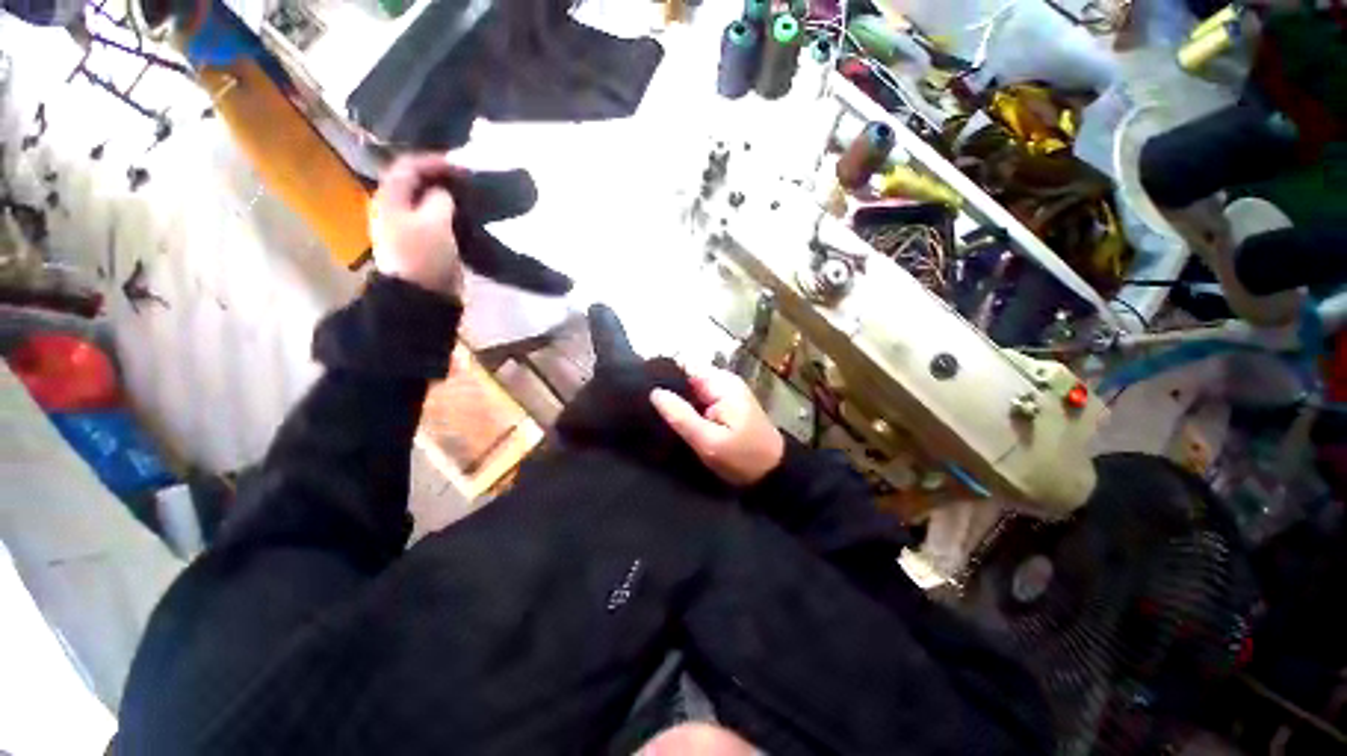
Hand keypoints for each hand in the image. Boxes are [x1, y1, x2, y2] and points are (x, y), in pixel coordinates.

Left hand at [369, 154, 463, 298]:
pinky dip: (446, 214)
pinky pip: (432, 219)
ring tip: (467, 197)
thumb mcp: (436, 222)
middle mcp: (392, 207)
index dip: (434, 161)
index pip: (408, 166)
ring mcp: (404, 227)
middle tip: (466, 180)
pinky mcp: (419, 243)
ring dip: (444, 197)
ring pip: (424, 201)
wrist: (420, 296)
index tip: (463, 165)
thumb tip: (443, 193)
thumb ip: (440, 199)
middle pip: (414, 182)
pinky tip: (461, 217)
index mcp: (390, 197)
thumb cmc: (424, 255)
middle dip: (439, 177)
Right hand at [650, 366, 784, 486]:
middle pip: (687, 376)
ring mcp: (725, 392)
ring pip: (691, 389)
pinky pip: (700, 399)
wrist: (773, 473)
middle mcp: (723, 381)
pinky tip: (674, 418)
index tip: (642, 390)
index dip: (663, 375)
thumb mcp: (709, 441)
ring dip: (677, 400)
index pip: (685, 366)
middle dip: (668, 389)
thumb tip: (655, 393)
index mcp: (721, 383)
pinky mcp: (725, 404)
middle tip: (647, 407)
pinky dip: (688, 407)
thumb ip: (681, 416)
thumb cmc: (743, 458)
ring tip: (656, 413)